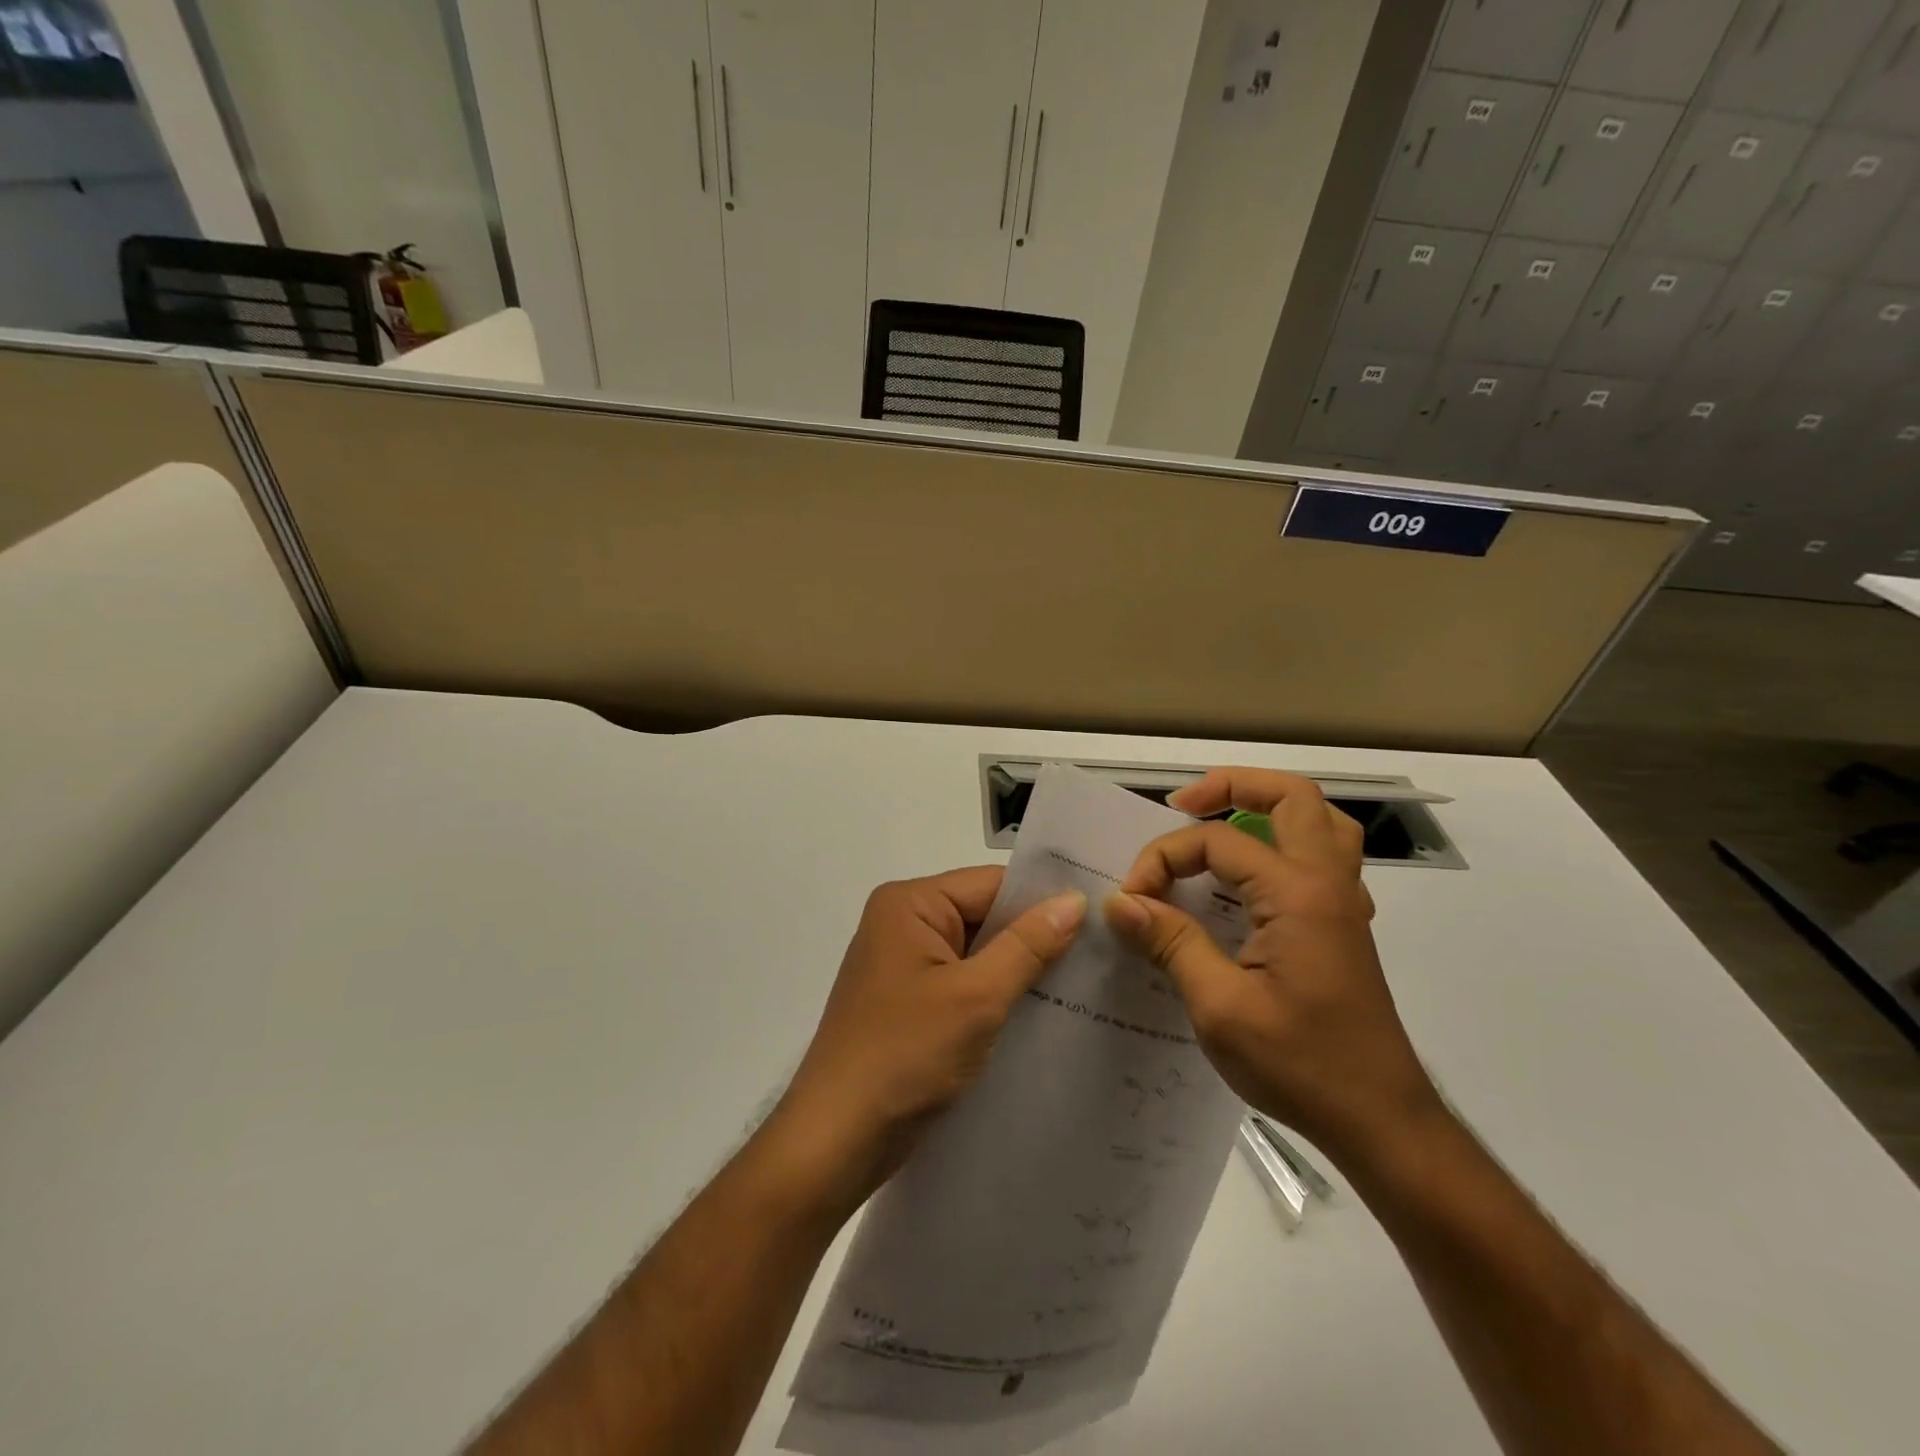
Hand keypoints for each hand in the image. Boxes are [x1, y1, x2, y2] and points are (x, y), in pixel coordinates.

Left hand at [771, 867, 1084, 1213]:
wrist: (835, 1142)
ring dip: (1020, 972)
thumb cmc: (904, 1056)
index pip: (992, 884)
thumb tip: (1075, 899)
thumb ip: (1028, 945)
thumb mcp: (976, 997)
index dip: (1044, 899)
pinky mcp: (910, 1004)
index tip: (1102, 916)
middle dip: (1036, 939)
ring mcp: (905, 966)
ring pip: (979, 954)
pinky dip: (998, 997)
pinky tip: (1044, 1015)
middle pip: (985, 916)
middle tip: (1103, 954)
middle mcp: (903, 924)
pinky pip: (965, 985)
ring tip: (1086, 985)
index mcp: (910, 904)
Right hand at [1102, 768, 1442, 1166]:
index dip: (1163, 859)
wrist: (1382, 1123)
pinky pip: (1321, 856)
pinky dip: (1283, 844)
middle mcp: (1327, 883)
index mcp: (1298, 894)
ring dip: (1267, 808)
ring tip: (1219, 824)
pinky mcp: (1343, 926)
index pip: (1217, 841)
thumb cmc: (1302, 1065)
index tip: (1131, 900)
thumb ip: (1170, 943)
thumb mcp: (1220, 1007)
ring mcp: (1342, 903)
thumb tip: (1120, 902)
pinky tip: (1250, 879)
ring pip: (1317, 821)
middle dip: (1230, 787)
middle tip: (1182, 807)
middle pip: (1291, 796)